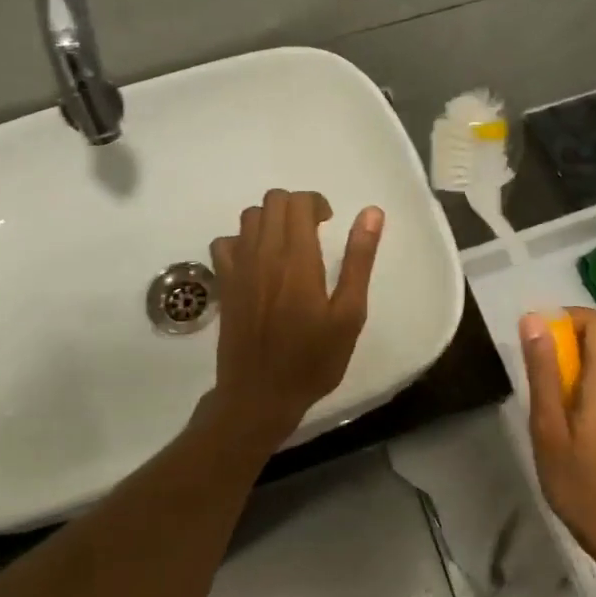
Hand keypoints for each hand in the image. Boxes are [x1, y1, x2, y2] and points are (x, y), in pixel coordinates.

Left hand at [207, 190, 383, 446]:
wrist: (260, 395)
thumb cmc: (312, 359)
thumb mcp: (348, 314)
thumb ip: (359, 260)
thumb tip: (371, 213)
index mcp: (298, 258)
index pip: (299, 202)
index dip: (316, 203)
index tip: (329, 223)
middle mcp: (264, 253)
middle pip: (272, 201)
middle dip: (295, 206)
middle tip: (312, 232)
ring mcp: (238, 267)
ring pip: (249, 216)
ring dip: (270, 220)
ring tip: (287, 245)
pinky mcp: (224, 283)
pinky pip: (225, 242)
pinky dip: (242, 241)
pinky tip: (257, 262)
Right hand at [520, 307, 595, 568]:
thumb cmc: (581, 483)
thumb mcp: (549, 427)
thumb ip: (543, 371)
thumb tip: (533, 319)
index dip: (568, 316)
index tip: (538, 335)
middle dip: (563, 346)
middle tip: (534, 378)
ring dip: (571, 371)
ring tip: (545, 407)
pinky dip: (584, 390)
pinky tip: (566, 427)